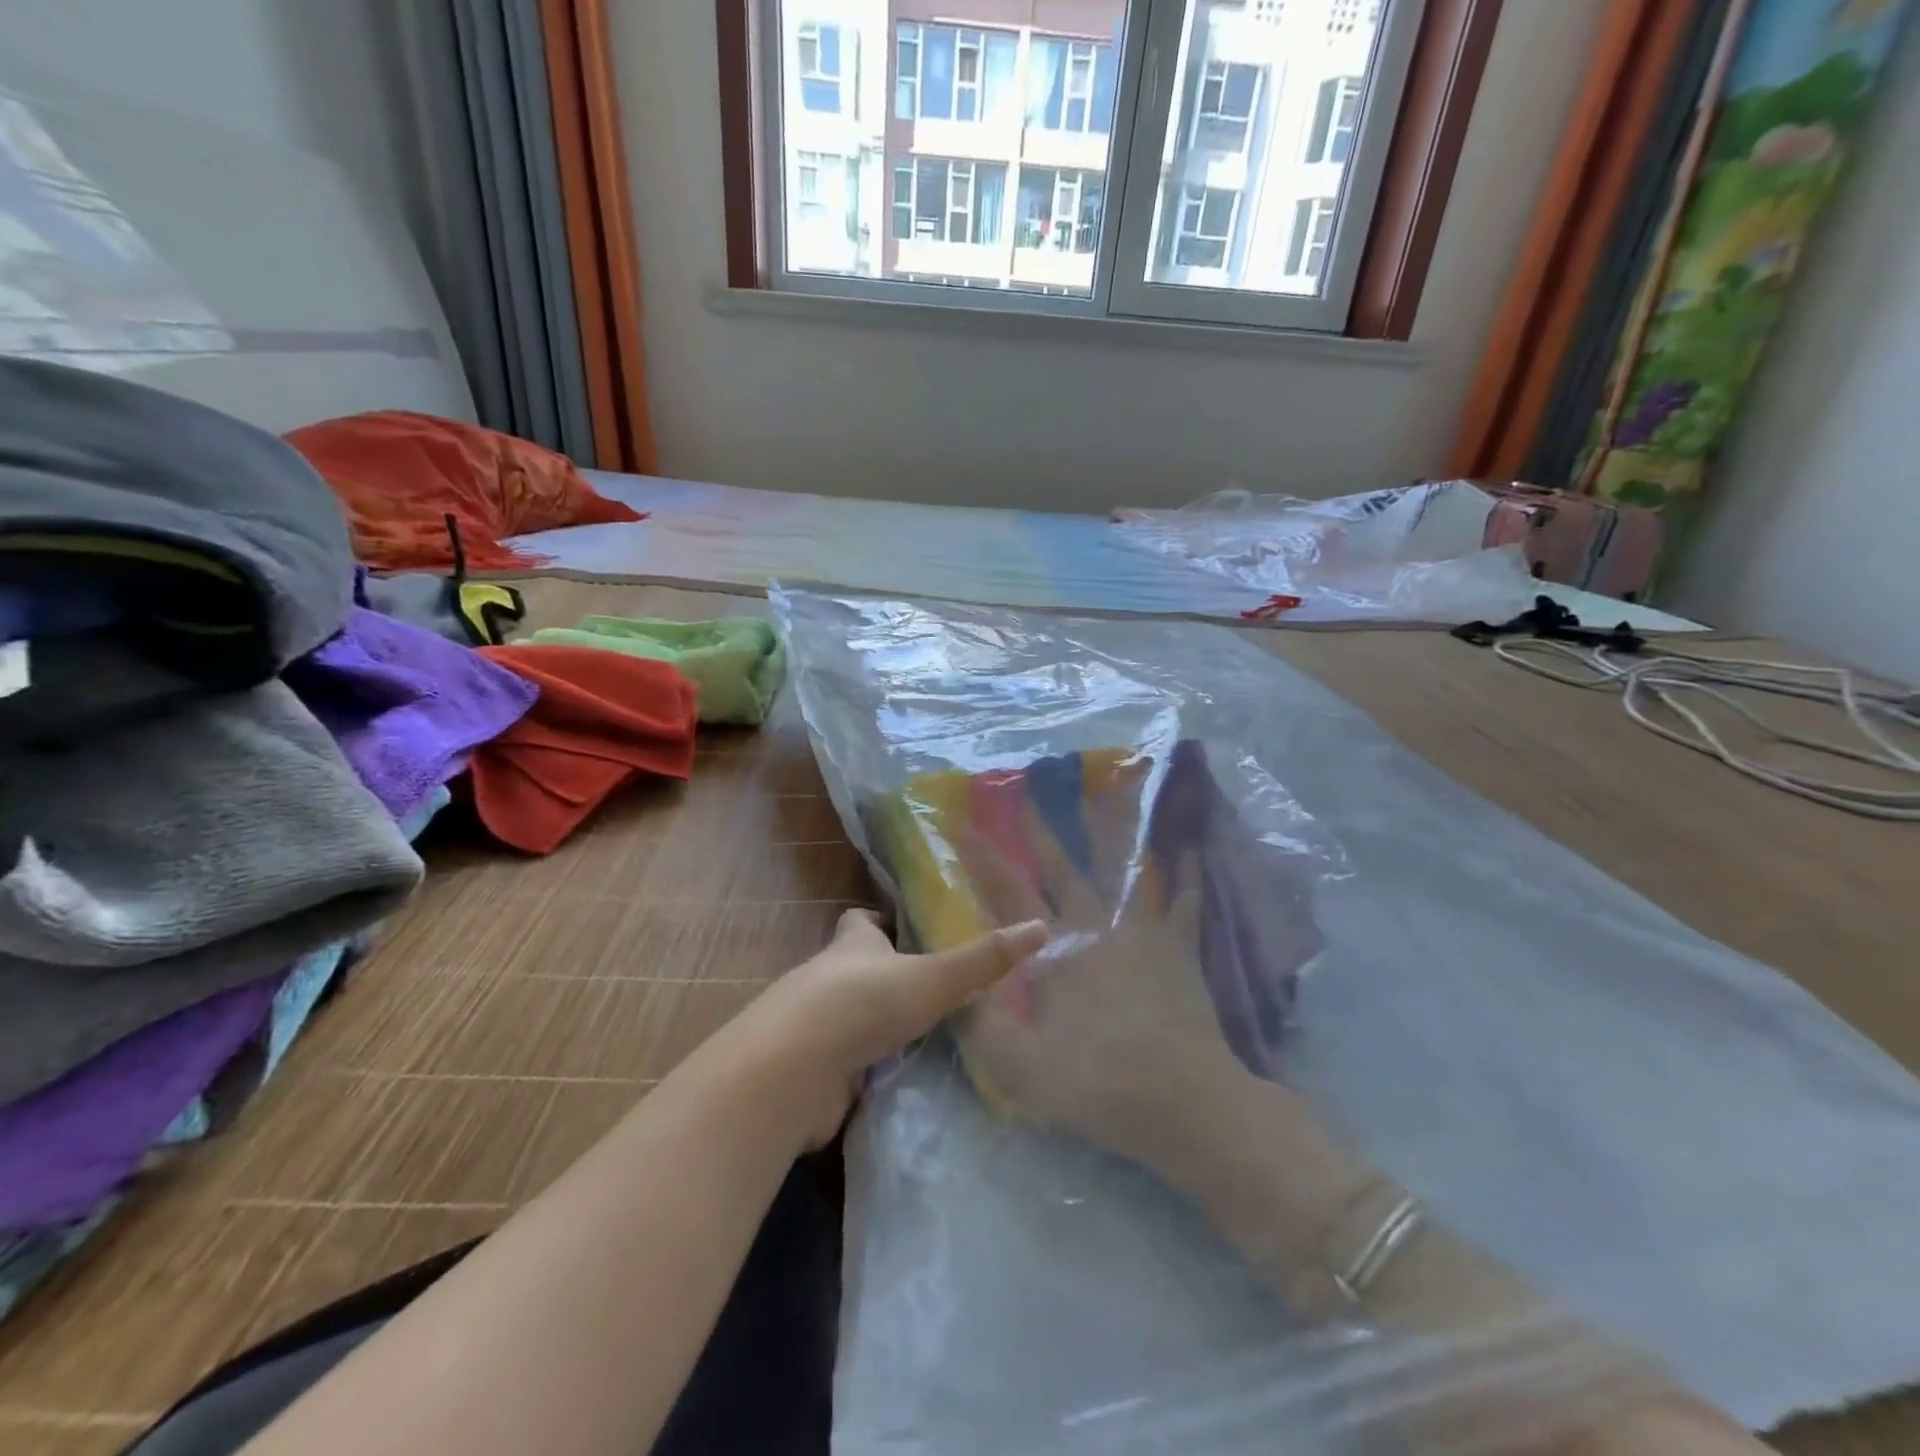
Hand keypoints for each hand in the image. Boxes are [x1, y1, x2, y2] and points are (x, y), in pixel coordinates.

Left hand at [732, 907, 1048, 1150]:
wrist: (791, 1071)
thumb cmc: (862, 1003)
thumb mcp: (932, 976)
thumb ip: (984, 959)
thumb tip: (1041, 927)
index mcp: (851, 944)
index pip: (861, 920)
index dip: (881, 921)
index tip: (907, 929)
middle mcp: (827, 977)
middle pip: (855, 967)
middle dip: (885, 975)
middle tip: (929, 987)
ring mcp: (813, 1025)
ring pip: (849, 1015)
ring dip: (876, 1023)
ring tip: (923, 1034)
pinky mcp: (810, 1070)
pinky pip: (844, 1062)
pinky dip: (866, 1067)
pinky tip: (896, 1078)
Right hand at [950, 811, 1246, 1173]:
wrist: (1187, 1104)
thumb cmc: (1099, 1084)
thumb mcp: (1020, 1068)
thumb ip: (979, 1025)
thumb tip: (952, 987)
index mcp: (1055, 949)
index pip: (1008, 891)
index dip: (982, 856)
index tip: (962, 824)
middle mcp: (1097, 926)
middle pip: (1065, 866)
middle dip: (1042, 830)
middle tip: (1029, 791)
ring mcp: (1142, 933)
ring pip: (1126, 868)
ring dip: (1115, 829)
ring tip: (1114, 790)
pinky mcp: (1178, 950)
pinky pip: (1183, 903)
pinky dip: (1188, 876)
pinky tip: (1193, 851)